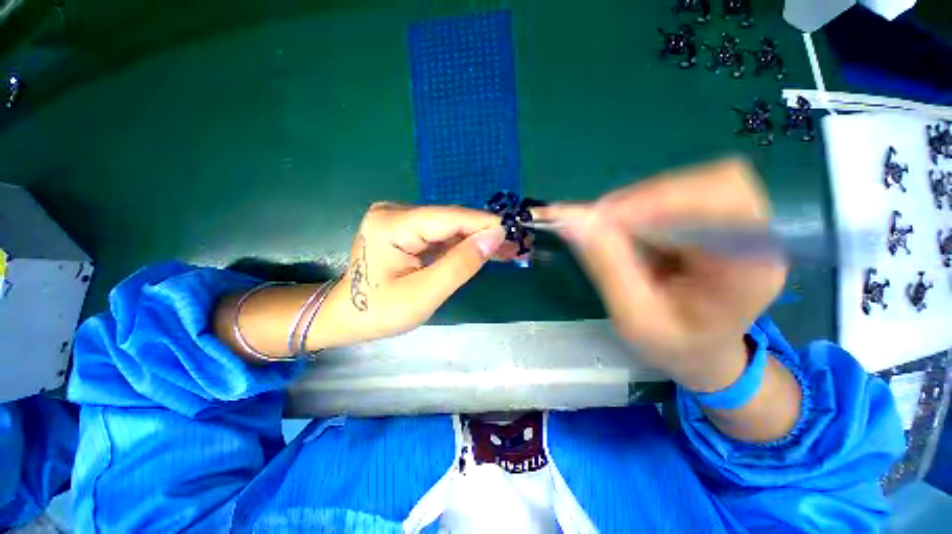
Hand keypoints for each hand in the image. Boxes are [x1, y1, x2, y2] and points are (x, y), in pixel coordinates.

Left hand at [316, 203, 510, 347]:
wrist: (347, 316)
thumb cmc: (379, 312)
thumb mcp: (423, 295)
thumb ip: (460, 264)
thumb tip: (496, 236)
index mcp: (392, 224)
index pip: (450, 218)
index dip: (485, 224)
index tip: (517, 234)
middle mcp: (395, 212)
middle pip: (451, 220)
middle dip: (485, 234)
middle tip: (518, 246)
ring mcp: (400, 218)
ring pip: (450, 227)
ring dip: (478, 240)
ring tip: (508, 251)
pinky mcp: (406, 228)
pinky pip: (442, 234)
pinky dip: (463, 245)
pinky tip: (485, 251)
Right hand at [535, 158, 786, 391]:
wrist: (702, 350)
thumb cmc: (673, 344)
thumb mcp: (634, 316)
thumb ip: (607, 265)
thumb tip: (571, 219)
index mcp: (749, 269)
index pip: (725, 203)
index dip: (661, 199)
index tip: (603, 216)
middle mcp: (755, 236)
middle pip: (711, 182)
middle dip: (645, 198)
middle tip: (598, 223)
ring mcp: (740, 223)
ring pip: (691, 181)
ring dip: (639, 200)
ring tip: (608, 231)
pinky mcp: (717, 217)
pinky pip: (679, 191)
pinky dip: (641, 203)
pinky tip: (625, 229)